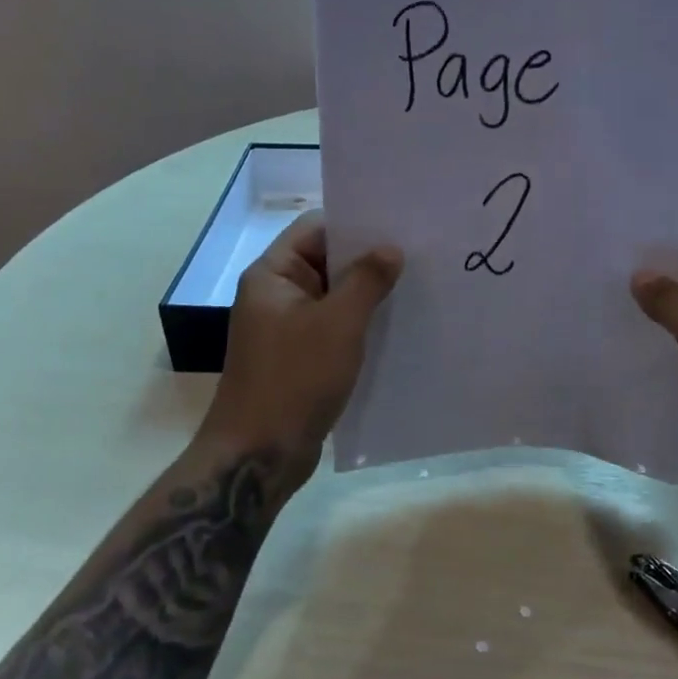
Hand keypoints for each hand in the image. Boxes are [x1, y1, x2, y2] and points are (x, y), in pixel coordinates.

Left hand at [199, 212, 402, 465]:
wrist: (258, 455)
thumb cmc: (295, 379)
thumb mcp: (338, 324)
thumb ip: (367, 280)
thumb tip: (390, 248)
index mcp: (273, 275)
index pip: (315, 229)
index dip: (355, 224)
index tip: (399, 226)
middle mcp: (276, 295)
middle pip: (326, 261)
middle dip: (368, 259)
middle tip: (419, 255)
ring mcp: (286, 328)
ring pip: (333, 297)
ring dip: (367, 294)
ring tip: (416, 288)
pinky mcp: (299, 357)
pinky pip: (333, 327)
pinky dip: (359, 324)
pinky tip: (396, 326)